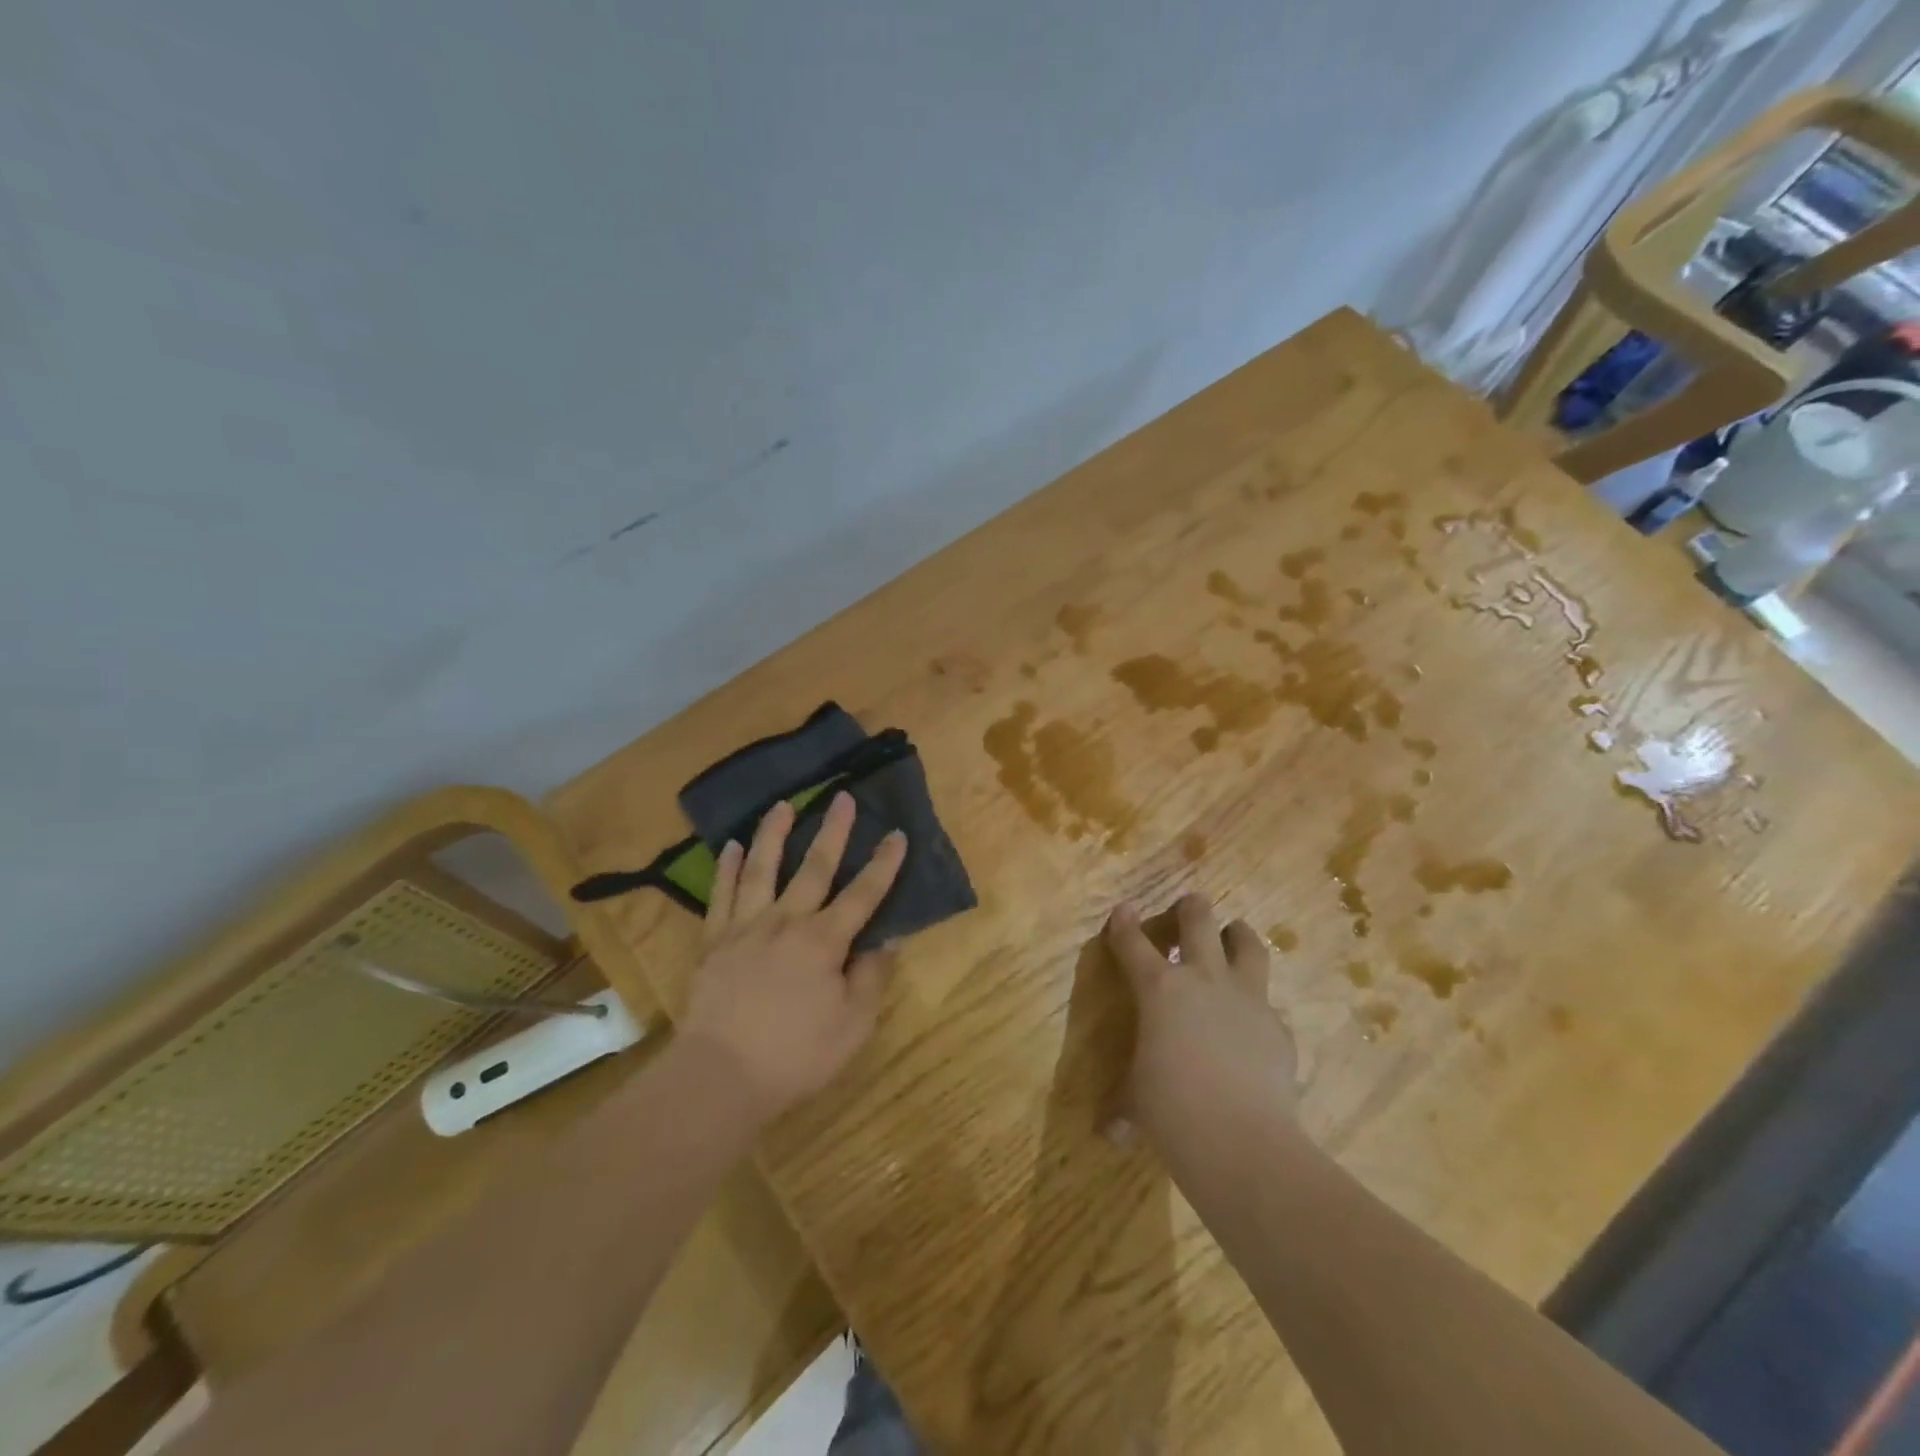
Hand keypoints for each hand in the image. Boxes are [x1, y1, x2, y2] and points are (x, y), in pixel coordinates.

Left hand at [679, 793, 906, 1122]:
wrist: (719, 1075)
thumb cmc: (795, 1055)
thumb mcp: (852, 1026)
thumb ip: (871, 978)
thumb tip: (887, 939)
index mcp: (824, 941)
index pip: (863, 894)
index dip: (884, 864)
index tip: (897, 834)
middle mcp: (786, 921)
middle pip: (814, 867)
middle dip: (833, 830)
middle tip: (841, 797)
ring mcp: (746, 926)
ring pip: (762, 869)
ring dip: (774, 834)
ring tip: (782, 805)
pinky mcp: (714, 940)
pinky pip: (721, 894)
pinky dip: (727, 868)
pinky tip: (732, 846)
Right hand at [1106, 893, 1299, 1148]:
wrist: (1243, 1141)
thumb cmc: (1172, 1112)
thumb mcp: (1138, 1102)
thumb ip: (1126, 1107)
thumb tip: (1110, 1134)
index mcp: (1159, 988)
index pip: (1133, 943)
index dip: (1124, 924)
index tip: (1123, 910)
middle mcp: (1203, 980)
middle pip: (1198, 921)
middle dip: (1191, 908)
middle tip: (1190, 905)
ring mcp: (1246, 999)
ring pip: (1247, 945)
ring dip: (1237, 934)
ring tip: (1234, 933)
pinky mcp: (1278, 1027)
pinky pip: (1267, 1003)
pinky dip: (1256, 1005)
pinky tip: (1252, 1024)